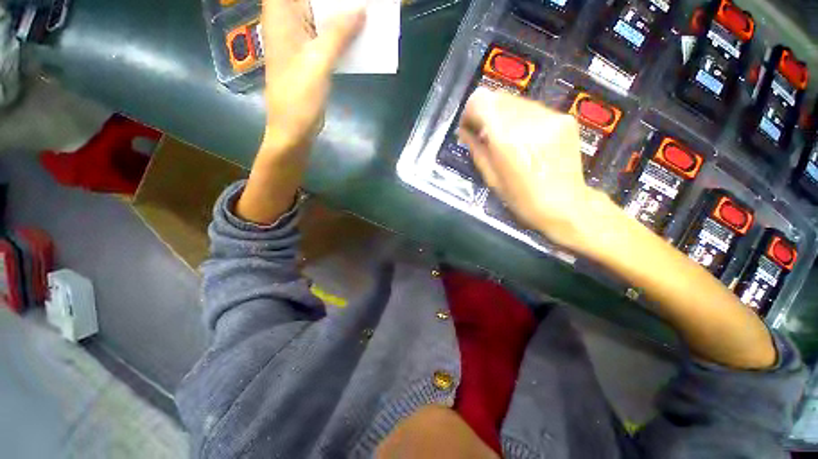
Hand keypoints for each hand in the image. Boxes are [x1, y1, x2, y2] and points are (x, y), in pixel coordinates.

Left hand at [261, 0, 365, 156]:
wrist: (294, 130)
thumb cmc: (300, 98)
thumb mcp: (318, 62)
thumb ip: (338, 33)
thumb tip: (361, 8)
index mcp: (281, 14)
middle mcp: (287, 20)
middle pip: (313, 0)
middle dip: (338, 2)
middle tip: (363, 4)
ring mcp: (298, 39)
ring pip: (322, 16)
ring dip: (343, 16)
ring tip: (366, 14)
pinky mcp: (309, 56)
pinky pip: (327, 37)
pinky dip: (342, 35)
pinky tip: (359, 36)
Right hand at [458, 88, 604, 248]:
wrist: (566, 206)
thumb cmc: (522, 200)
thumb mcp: (492, 179)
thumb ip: (477, 149)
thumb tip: (464, 131)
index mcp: (506, 140)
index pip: (481, 102)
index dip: (470, 111)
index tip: (469, 126)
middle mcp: (528, 121)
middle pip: (498, 97)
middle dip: (486, 112)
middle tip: (484, 133)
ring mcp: (550, 117)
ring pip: (516, 101)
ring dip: (504, 115)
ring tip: (505, 138)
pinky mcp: (565, 119)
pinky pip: (533, 109)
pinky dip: (522, 118)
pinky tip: (524, 138)